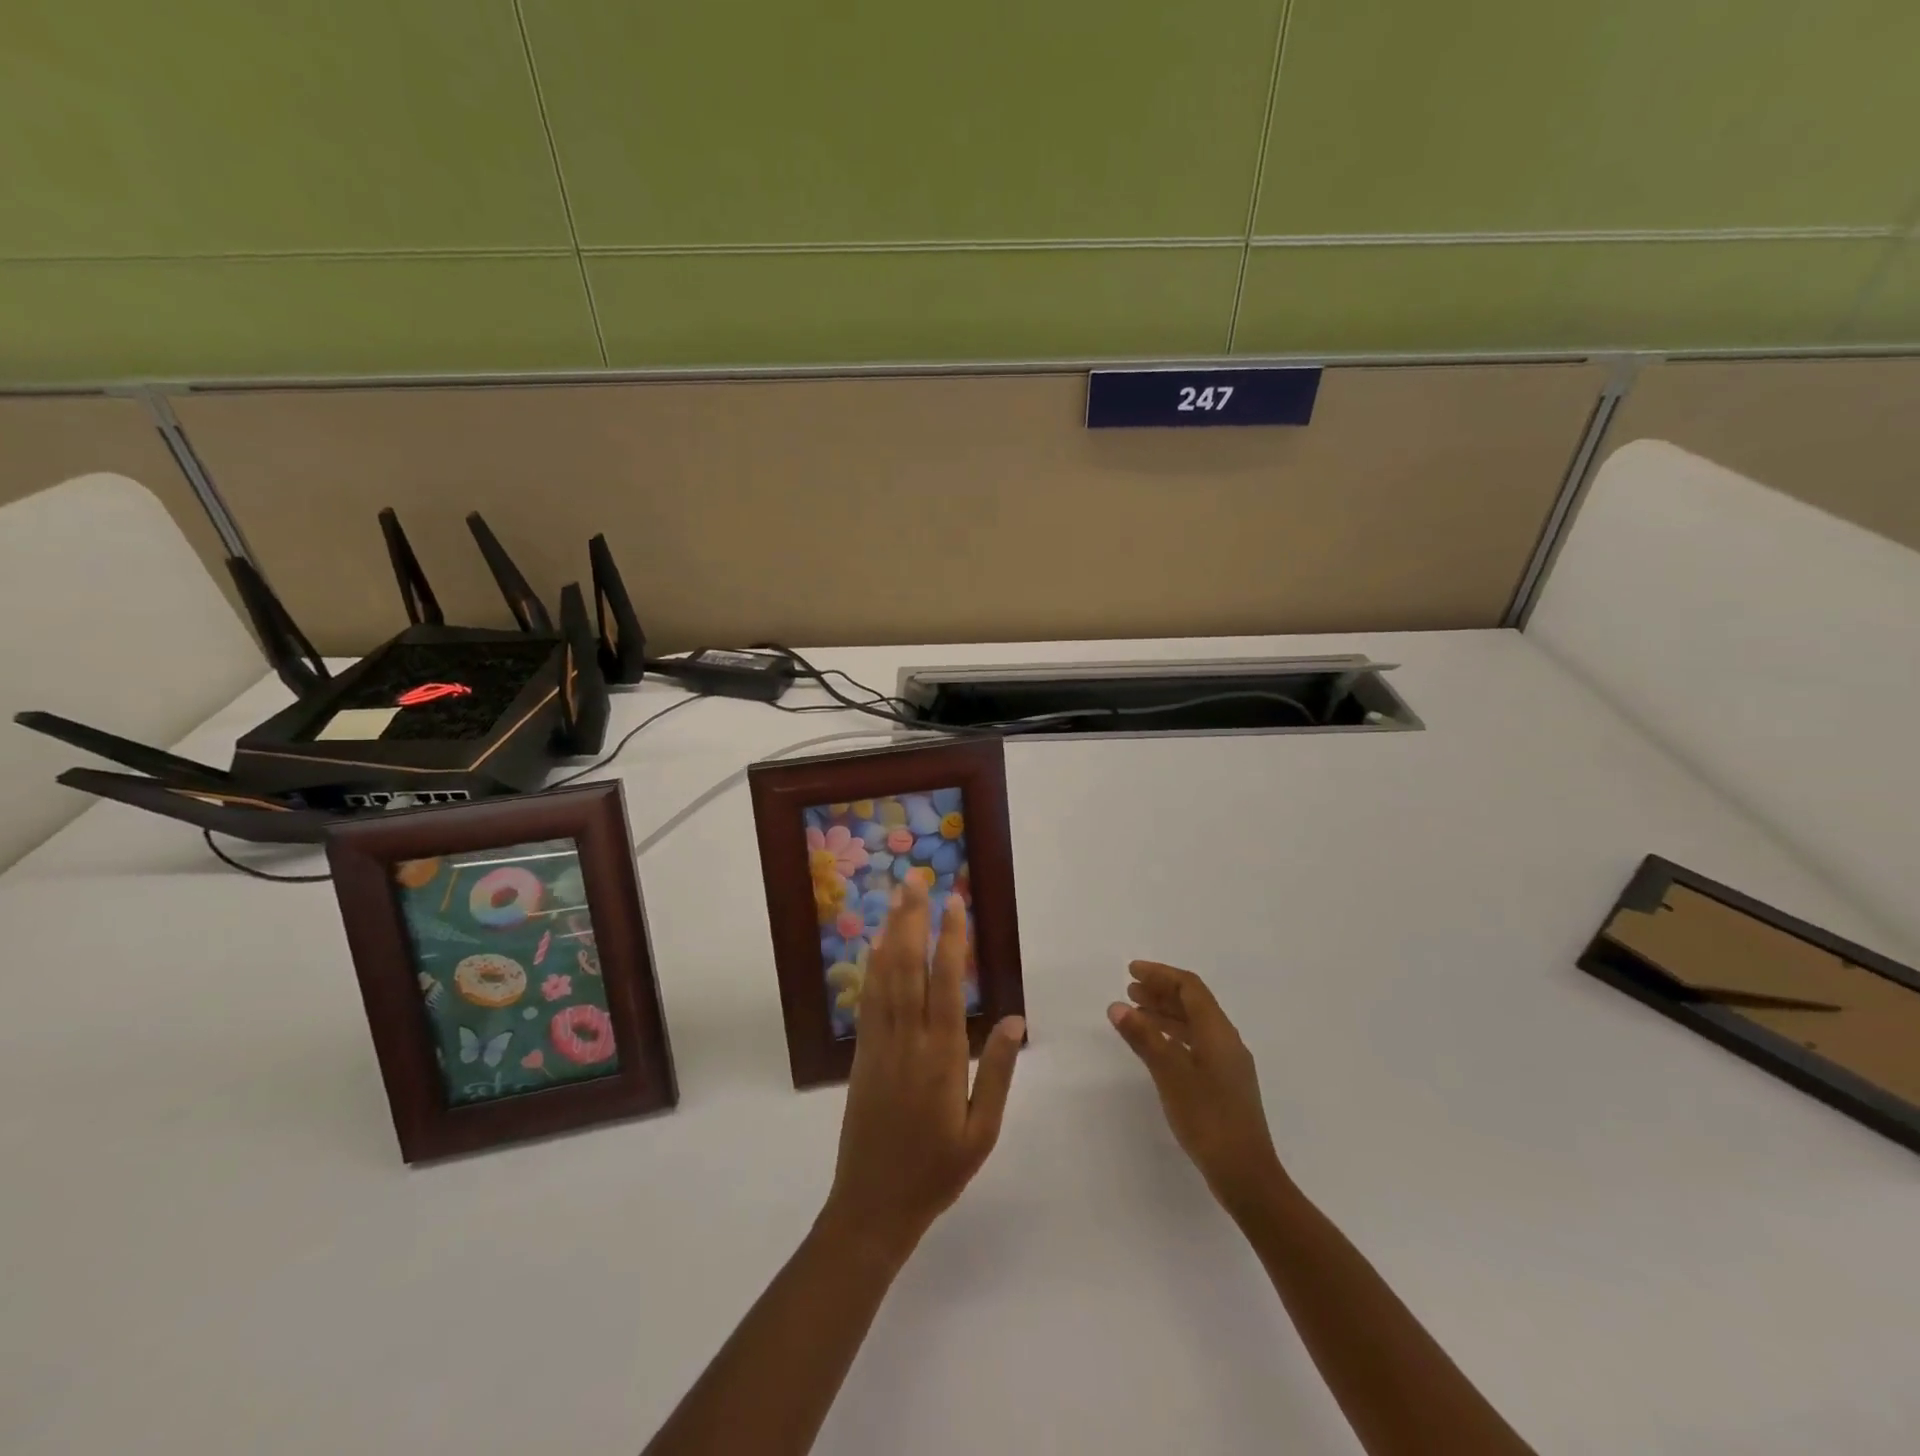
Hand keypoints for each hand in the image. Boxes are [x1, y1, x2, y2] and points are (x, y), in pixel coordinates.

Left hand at [820, 880, 1024, 1262]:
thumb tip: (1016, 1017)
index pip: (947, 983)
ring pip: (885, 976)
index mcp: (942, 1056)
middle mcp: (907, 1039)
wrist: (873, 1206)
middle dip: (913, 919)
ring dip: (891, 932)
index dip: (951, 939)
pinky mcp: (862, 1053)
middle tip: (917, 880)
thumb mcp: (981, 1130)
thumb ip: (999, 1070)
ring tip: (897, 897)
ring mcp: (879, 1043)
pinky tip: (875, 944)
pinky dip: (872, 966)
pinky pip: (868, 999)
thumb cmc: (937, 1170)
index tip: (955, 902)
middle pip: (909, 966)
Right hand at [1109, 960, 1285, 1214]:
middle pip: (1194, 1003)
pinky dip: (1172, 1037)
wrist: (1247, 1176)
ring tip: (1135, 1014)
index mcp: (1218, 1032)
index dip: (1161, 975)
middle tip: (1130, 990)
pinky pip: (1195, 1044)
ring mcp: (1227, 1064)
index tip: (1131, 972)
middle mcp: (1226, 1041)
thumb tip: (1118, 1006)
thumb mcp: (1170, 1074)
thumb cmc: (1208, 1119)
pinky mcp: (1224, 1085)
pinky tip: (1156, 1048)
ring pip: (1194, 1025)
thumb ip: (1144, 1038)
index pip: (1190, 988)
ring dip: (1165, 1014)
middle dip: (1161, 992)